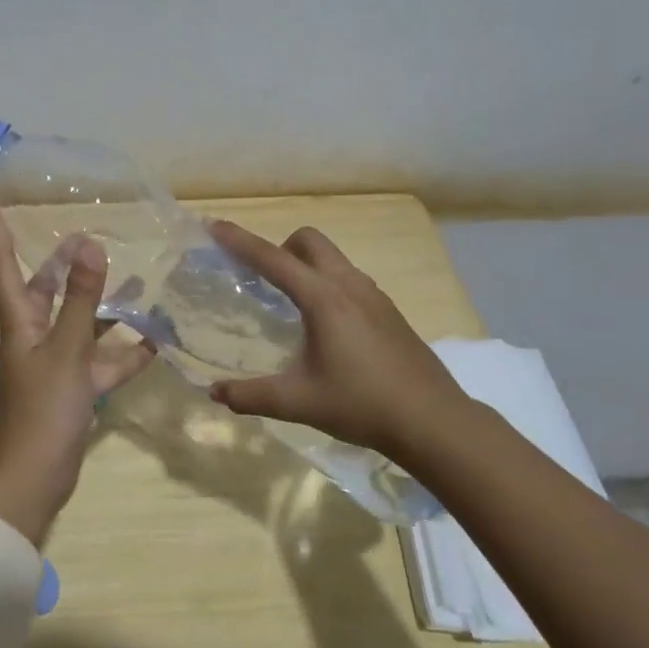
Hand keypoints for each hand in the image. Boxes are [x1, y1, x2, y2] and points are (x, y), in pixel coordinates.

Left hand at [0, 183, 155, 545]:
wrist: (36, 481)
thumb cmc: (44, 412)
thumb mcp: (67, 352)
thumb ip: (80, 300)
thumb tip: (89, 244)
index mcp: (19, 318)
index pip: (1, 256)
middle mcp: (33, 332)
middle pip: (45, 286)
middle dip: (62, 261)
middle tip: (85, 233)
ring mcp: (53, 360)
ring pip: (78, 321)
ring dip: (102, 304)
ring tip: (134, 279)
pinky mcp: (73, 386)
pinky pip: (100, 359)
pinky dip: (124, 351)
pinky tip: (155, 340)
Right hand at [206, 221, 479, 465]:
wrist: (433, 421)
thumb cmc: (362, 404)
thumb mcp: (298, 402)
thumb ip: (251, 395)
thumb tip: (214, 393)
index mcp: (323, 298)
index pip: (272, 259)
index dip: (240, 241)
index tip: (215, 226)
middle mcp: (349, 286)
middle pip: (309, 241)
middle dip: (280, 247)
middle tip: (261, 279)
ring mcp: (374, 296)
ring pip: (333, 259)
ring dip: (307, 265)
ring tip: (291, 303)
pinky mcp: (389, 312)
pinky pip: (349, 280)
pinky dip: (328, 284)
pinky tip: (327, 328)